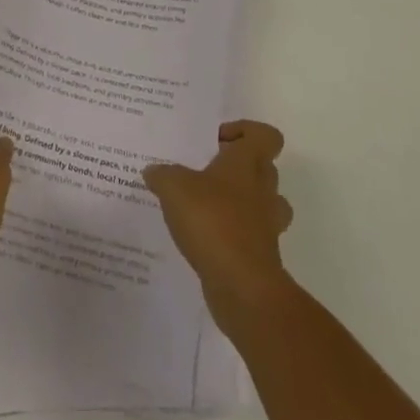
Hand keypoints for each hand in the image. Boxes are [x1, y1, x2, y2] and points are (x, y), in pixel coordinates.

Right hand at [143, 120, 293, 323]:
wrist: (243, 288)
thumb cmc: (213, 221)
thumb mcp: (174, 187)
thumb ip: (162, 174)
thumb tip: (153, 171)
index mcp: (247, 164)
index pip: (265, 135)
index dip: (244, 131)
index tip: (216, 141)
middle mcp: (263, 190)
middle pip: (263, 167)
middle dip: (236, 168)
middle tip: (204, 171)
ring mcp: (266, 225)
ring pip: (260, 203)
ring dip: (238, 202)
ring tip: (204, 205)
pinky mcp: (261, 256)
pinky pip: (249, 235)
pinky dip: (231, 234)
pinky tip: (200, 237)